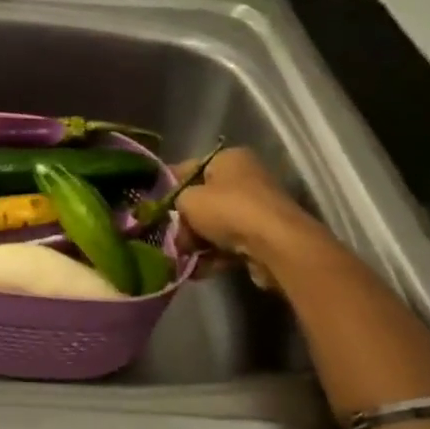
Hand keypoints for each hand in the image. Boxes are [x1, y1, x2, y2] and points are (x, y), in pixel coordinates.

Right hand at [173, 147, 313, 272]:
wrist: (275, 245)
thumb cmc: (228, 209)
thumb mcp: (188, 199)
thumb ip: (176, 202)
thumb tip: (178, 215)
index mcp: (230, 158)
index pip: (190, 168)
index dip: (170, 186)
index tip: (154, 205)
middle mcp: (247, 178)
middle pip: (205, 199)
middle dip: (186, 221)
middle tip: (170, 237)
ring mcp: (258, 209)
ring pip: (217, 225)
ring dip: (198, 242)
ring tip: (181, 258)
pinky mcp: (265, 237)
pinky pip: (231, 244)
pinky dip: (215, 255)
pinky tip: (198, 269)